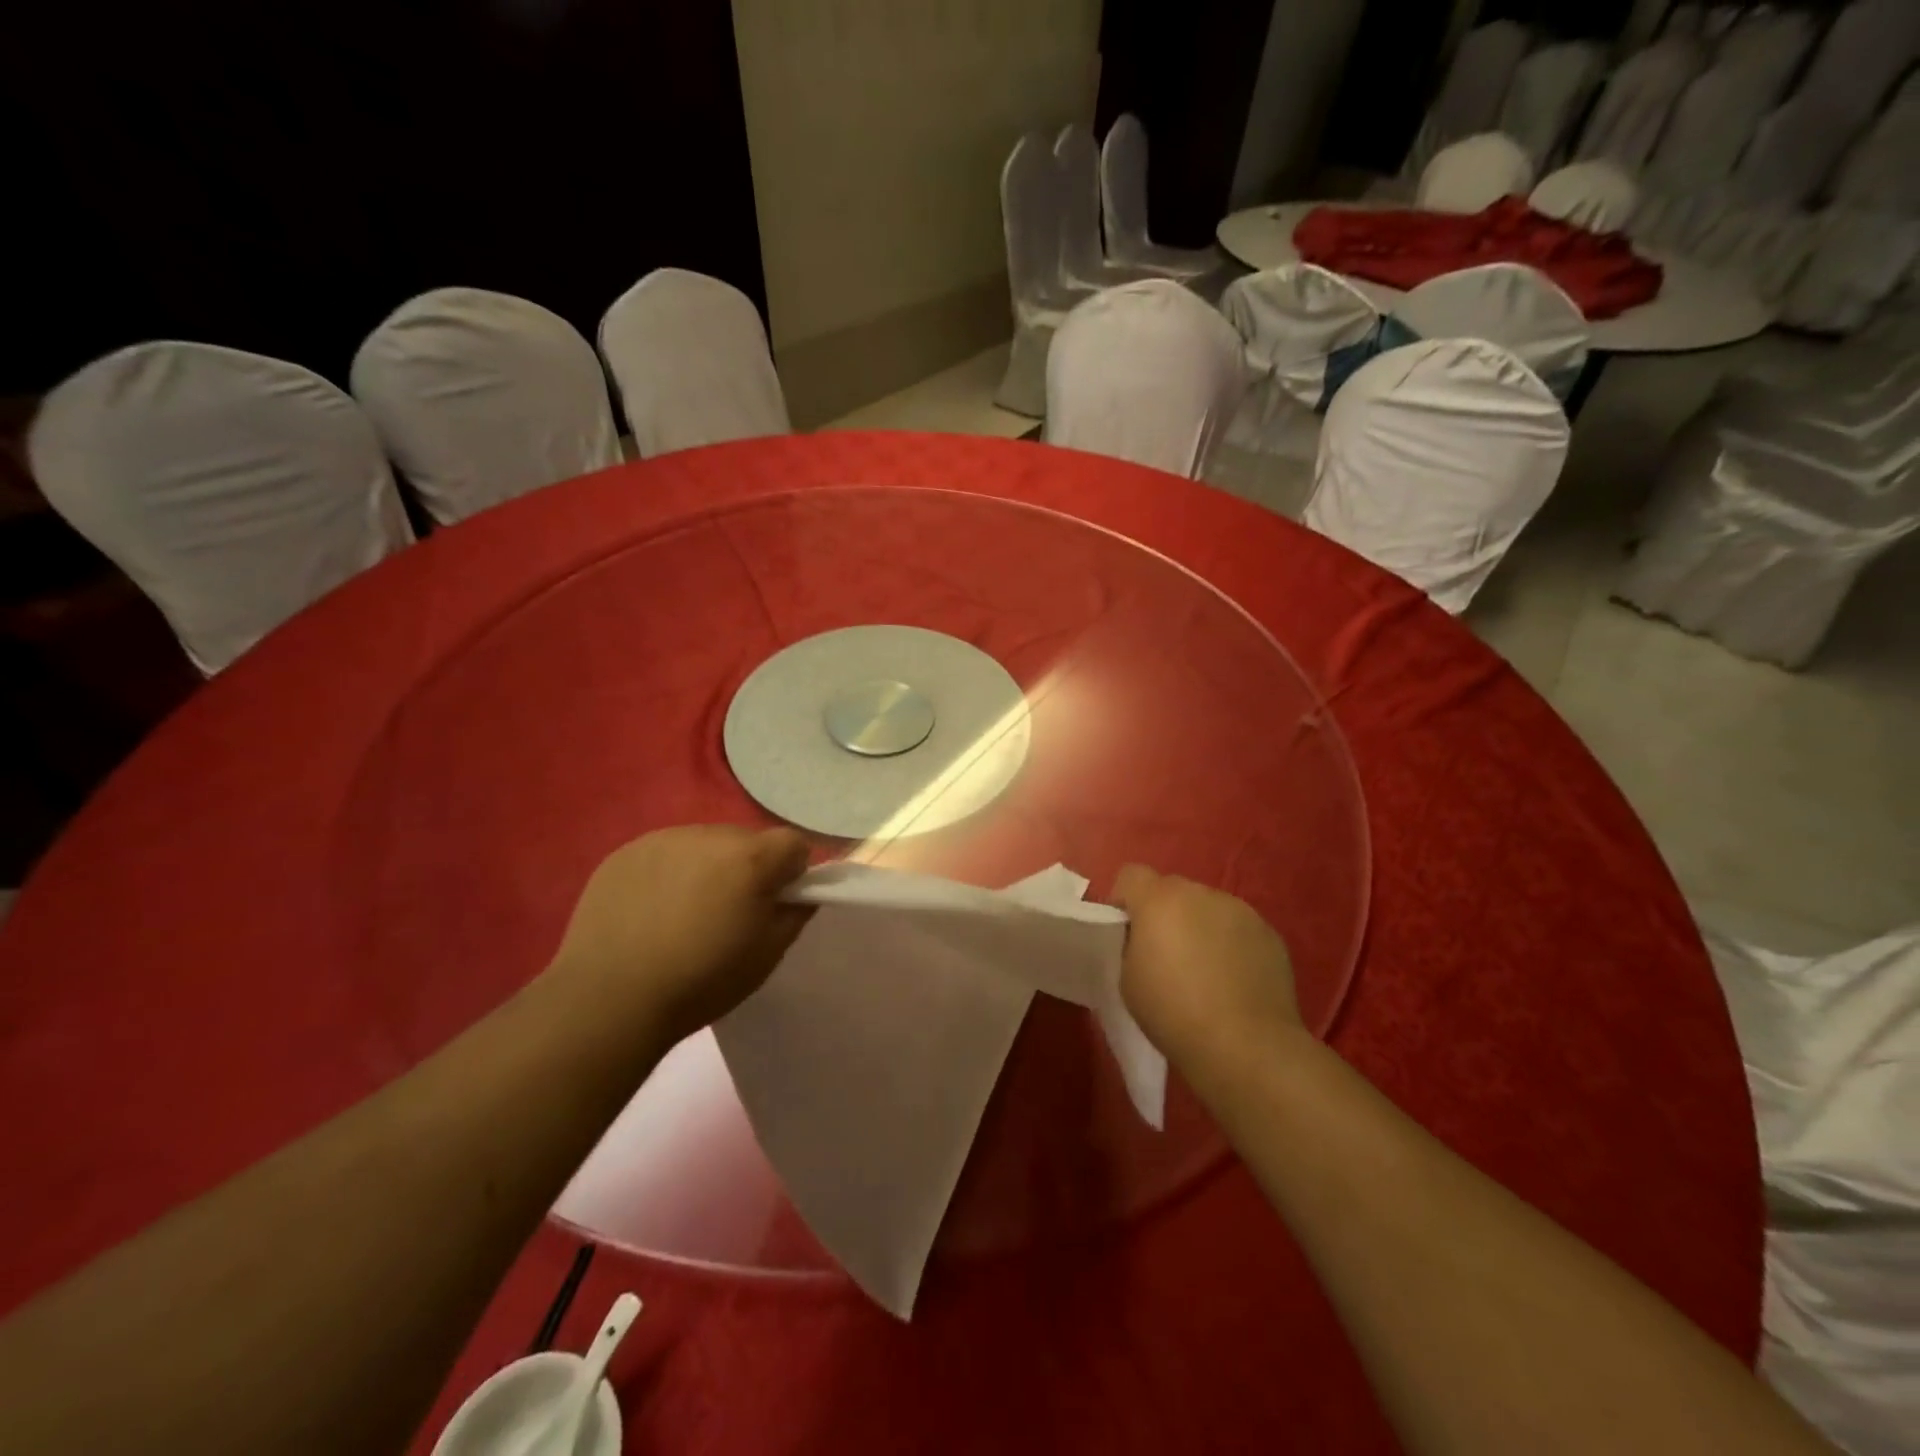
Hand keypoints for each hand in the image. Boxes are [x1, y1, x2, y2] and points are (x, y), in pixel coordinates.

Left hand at [549, 825, 813, 1042]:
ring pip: (705, 844)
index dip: (793, 872)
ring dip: (708, 868)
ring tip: (684, 913)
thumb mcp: (768, 955)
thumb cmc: (701, 981)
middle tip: (728, 913)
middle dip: (748, 868)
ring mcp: (663, 839)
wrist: (609, 999)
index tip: (776, 903)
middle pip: (748, 841)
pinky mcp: (625, 852)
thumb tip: (801, 891)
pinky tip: (651, 911)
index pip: (794, 844)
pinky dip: (668, 873)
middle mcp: (710, 835)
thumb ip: (796, 913)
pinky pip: (665, 853)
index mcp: (751, 858)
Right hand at [1111, 865, 1304, 1084]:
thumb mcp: (1128, 979)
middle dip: (1164, 914)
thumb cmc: (1173, 1013)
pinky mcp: (1269, 933)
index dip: (1124, 900)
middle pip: (1172, 889)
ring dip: (1200, 927)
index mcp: (1159, 900)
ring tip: (1205, 971)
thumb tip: (1146, 938)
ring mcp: (1240, 910)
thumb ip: (1132, 944)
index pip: (1131, 875)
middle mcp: (1200, 893)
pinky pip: (1238, 929)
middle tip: (1166, 956)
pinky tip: (1234, 982)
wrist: (1246, 1046)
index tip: (1127, 933)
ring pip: (1208, 908)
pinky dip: (1231, 945)